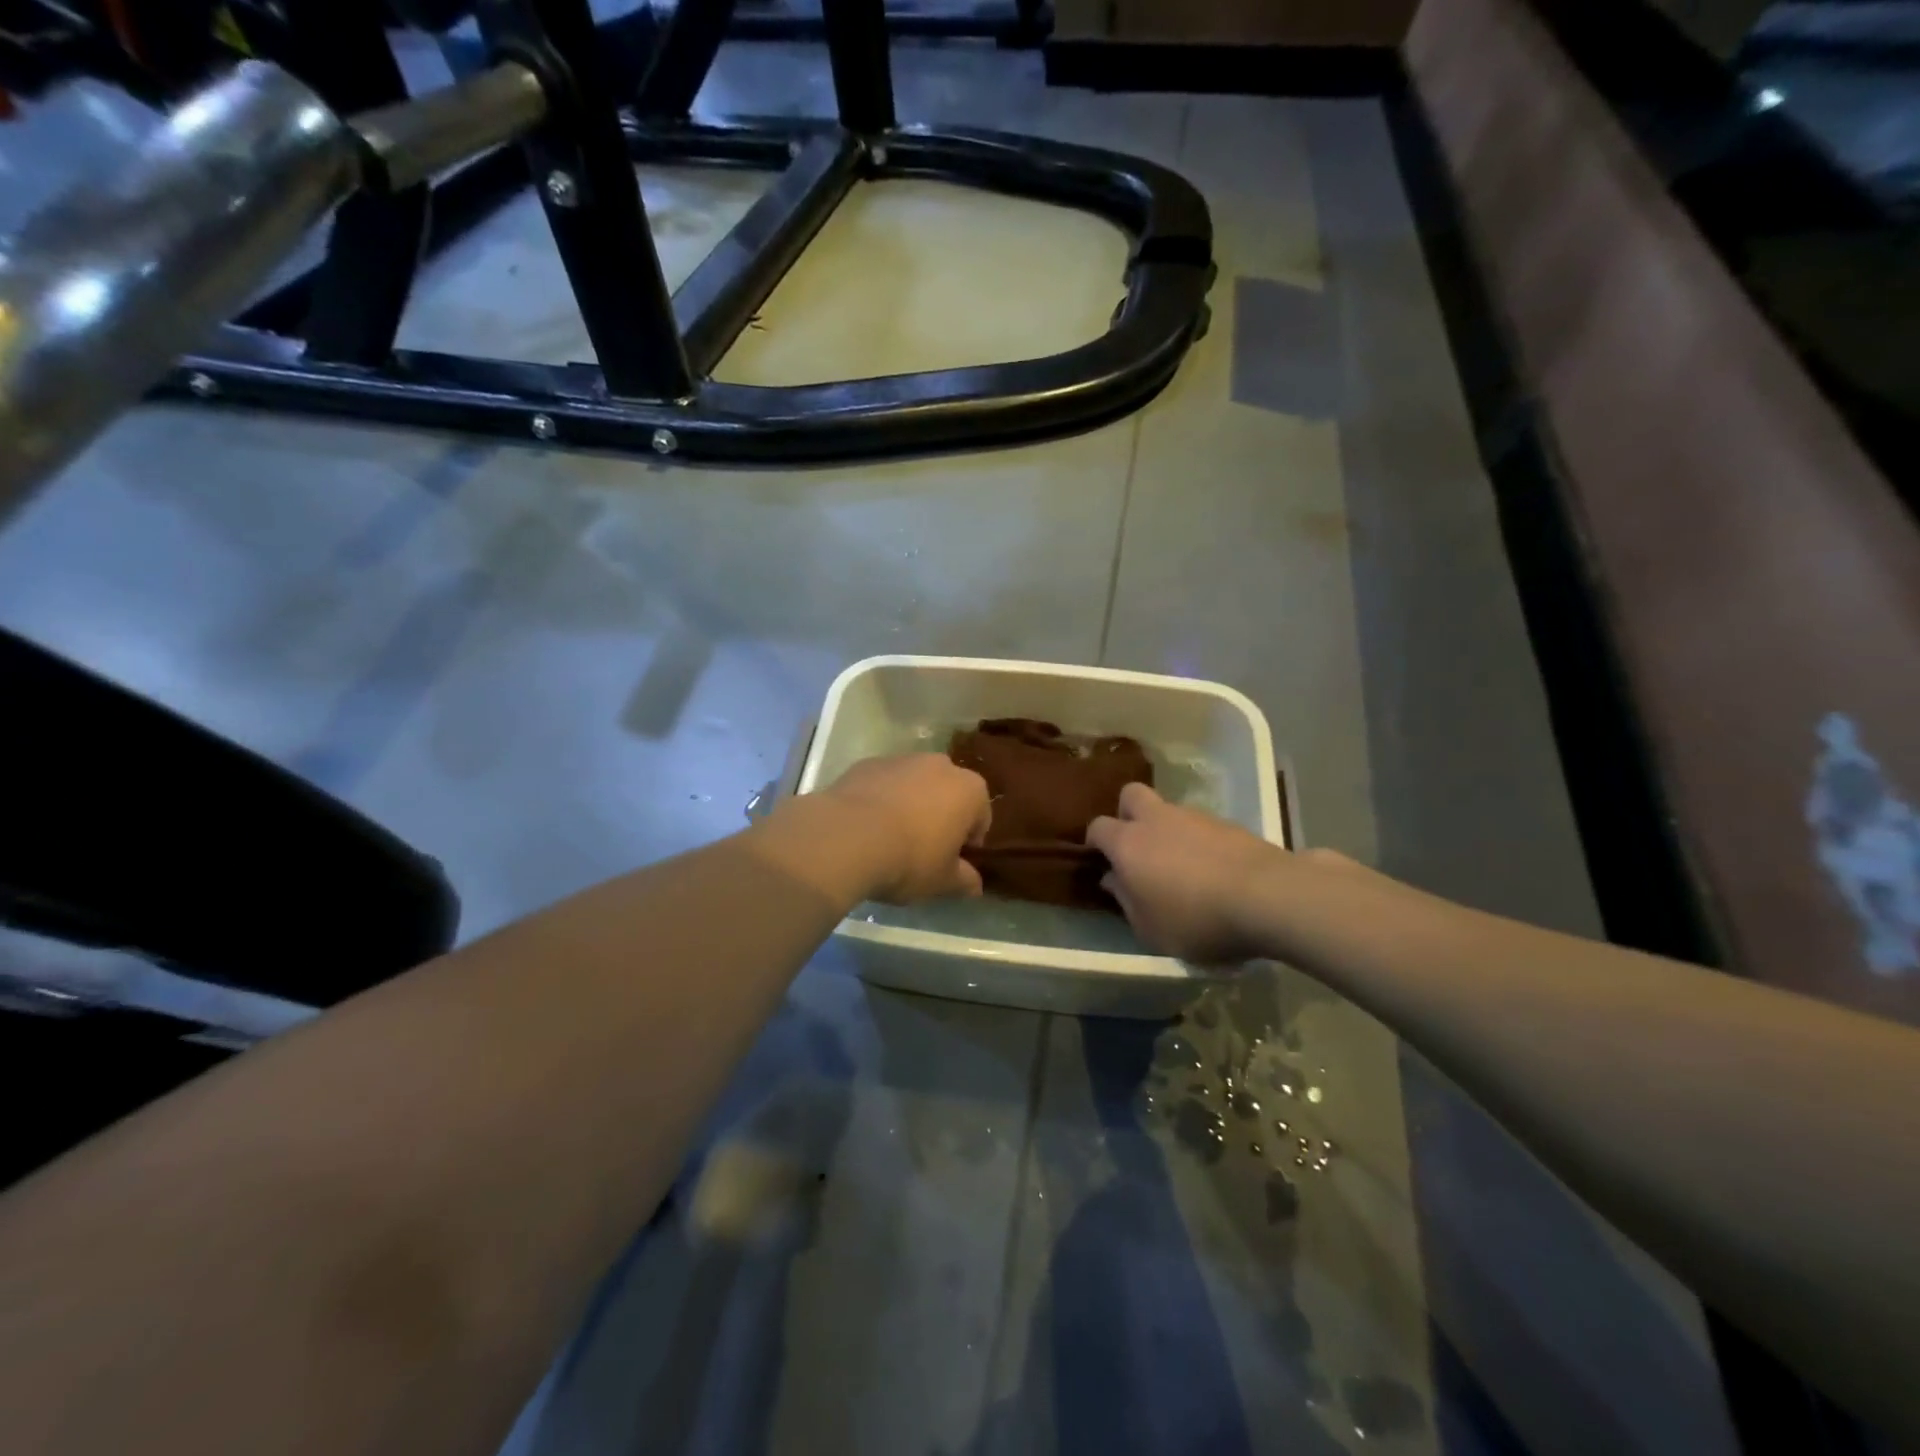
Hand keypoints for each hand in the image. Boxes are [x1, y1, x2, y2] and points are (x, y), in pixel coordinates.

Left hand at [810, 754, 991, 903]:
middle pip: (948, 794)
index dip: (969, 842)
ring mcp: (901, 760)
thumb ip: (964, 880)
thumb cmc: (910, 859)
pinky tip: (867, 827)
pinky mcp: (867, 764)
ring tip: (891, 839)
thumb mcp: (943, 881)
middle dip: (941, 816)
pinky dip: (881, 800)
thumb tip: (975, 885)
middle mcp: (940, 765)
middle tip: (925, 849)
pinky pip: (883, 784)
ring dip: (910, 805)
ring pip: (914, 785)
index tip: (953, 862)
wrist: (847, 837)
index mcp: (969, 790)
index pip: (980, 817)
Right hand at [1086, 783, 1286, 963]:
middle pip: (1131, 795)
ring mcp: (1195, 817)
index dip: (1096, 842)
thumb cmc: (1196, 919)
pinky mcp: (1229, 823)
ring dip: (1168, 830)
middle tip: (1137, 846)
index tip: (1102, 861)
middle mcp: (1157, 820)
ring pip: (1169, 810)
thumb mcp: (1151, 929)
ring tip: (1182, 866)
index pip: (1098, 827)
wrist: (1268, 897)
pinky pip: (1202, 826)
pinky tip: (1213, 870)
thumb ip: (1126, 901)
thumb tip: (1112, 879)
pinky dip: (1200, 842)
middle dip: (1128, 814)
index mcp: (1129, 844)